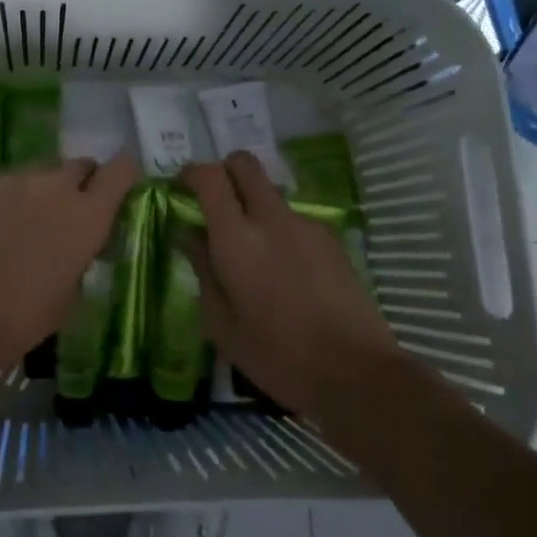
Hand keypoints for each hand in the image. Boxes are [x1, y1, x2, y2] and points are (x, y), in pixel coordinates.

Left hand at [0, 154, 138, 384]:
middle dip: (81, 183)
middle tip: (69, 213)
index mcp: (87, 215)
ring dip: (42, 191)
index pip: (121, 171)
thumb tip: (76, 247)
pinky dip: (7, 200)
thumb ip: (80, 258)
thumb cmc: (20, 318)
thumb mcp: (69, 297)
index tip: (119, 189)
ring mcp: (13, 181)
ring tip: (25, 224)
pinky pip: (5, 184)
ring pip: (39, 172)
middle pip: (79, 165)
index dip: (123, 175)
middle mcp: (54, 186)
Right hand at [181, 152, 401, 418]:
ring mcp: (306, 224)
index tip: (181, 189)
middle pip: (244, 164)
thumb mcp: (221, 324)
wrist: (355, 372)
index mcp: (237, 239)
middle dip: (224, 172)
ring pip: (270, 192)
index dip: (190, 173)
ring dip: (253, 205)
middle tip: (214, 204)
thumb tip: (188, 234)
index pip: (209, 176)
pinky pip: (294, 218)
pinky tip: (287, 271)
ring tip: (254, 252)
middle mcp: (271, 218)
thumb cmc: (277, 355)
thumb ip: (202, 269)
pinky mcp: (331, 237)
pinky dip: (280, 229)